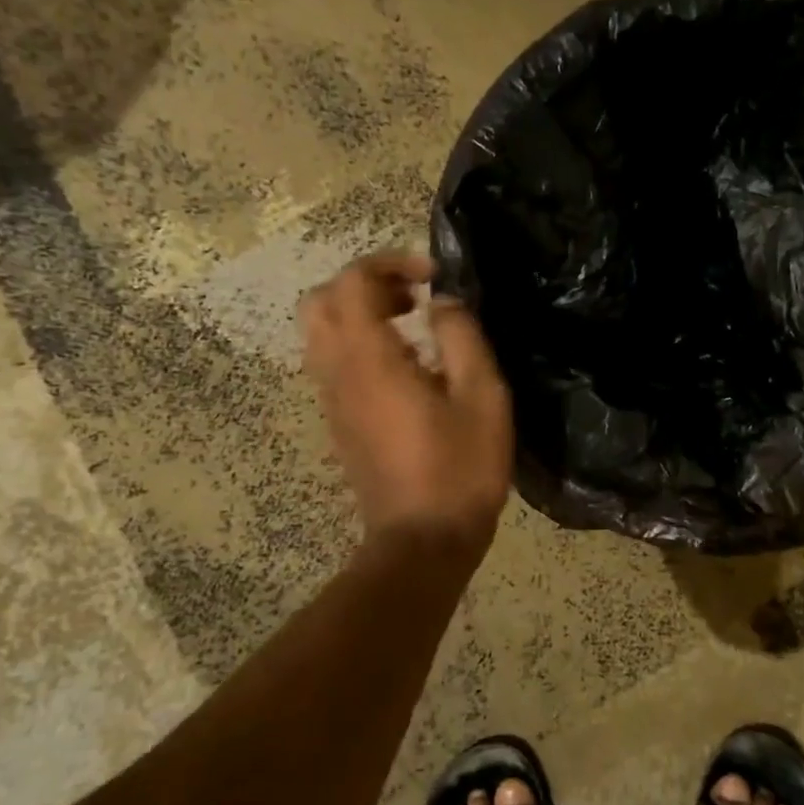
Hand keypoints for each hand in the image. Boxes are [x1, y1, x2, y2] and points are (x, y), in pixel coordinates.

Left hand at [301, 252, 513, 559]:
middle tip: (413, 297)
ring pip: (321, 333)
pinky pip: (332, 363)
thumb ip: (462, 337)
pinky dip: (360, 344)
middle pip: (321, 302)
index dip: (390, 263)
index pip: (352, 282)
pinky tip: (408, 368)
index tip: (433, 276)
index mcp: (368, 360)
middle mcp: (337, 373)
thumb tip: (443, 303)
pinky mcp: (338, 423)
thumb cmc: (459, 468)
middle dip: (366, 284)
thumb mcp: (482, 397)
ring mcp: (332, 400)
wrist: (422, 541)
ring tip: (413, 326)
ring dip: (360, 314)